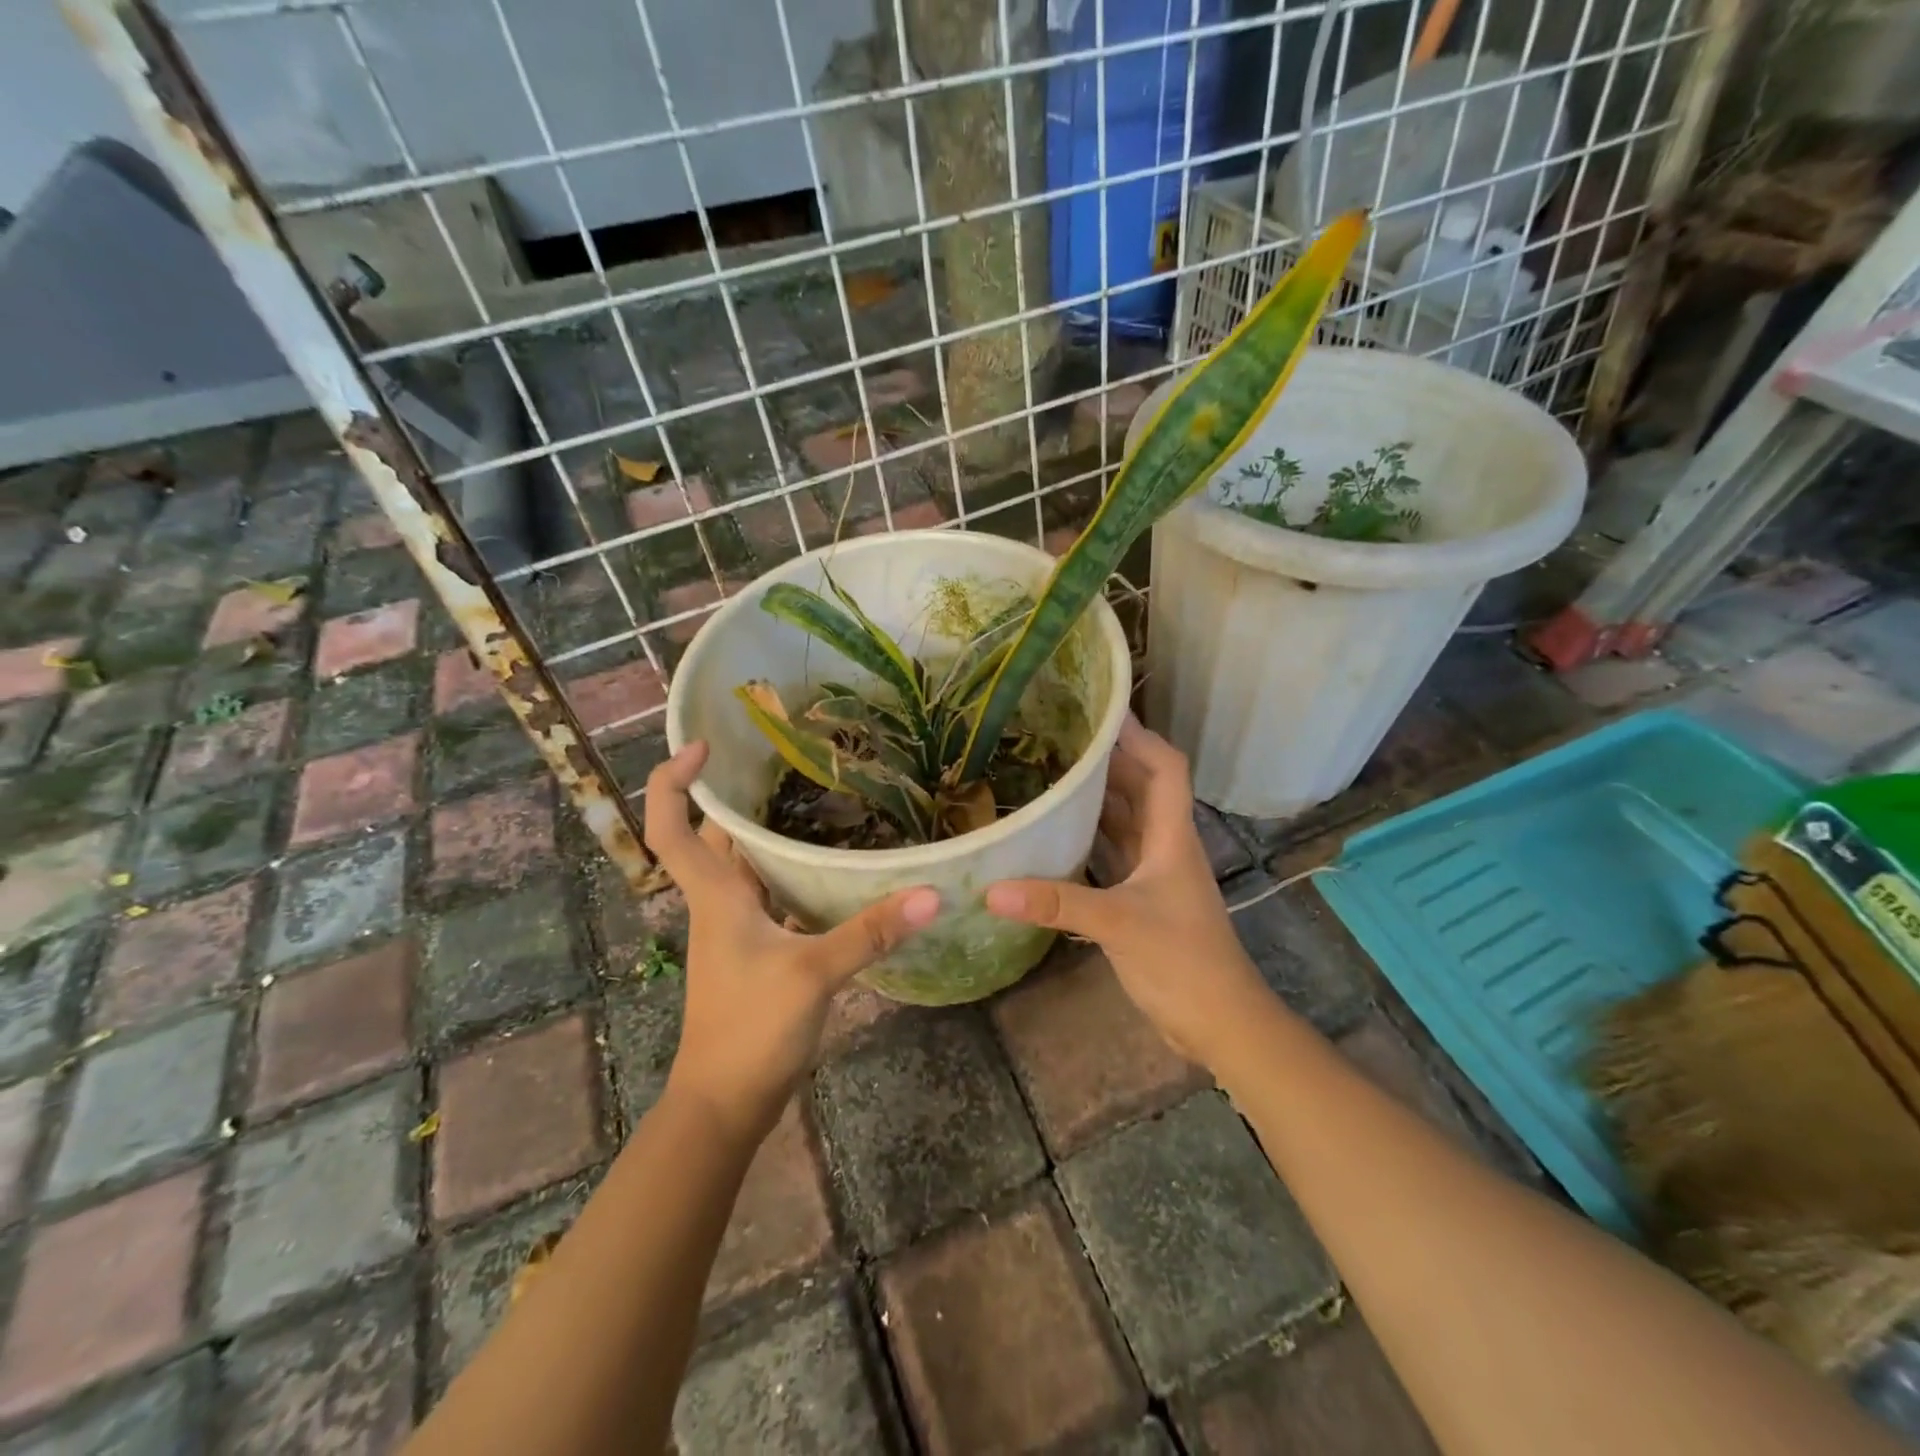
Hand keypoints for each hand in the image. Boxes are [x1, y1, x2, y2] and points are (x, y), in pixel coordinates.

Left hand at [643, 742, 939, 1142]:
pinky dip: (790, 871)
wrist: (725, 1104)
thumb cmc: (750, 1030)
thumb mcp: (813, 975)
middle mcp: (720, 903)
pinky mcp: (757, 951)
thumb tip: (929, 894)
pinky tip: (829, 865)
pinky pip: (769, 894)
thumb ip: (869, 932)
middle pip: (712, 836)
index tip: (705, 745)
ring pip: (743, 865)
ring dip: (765, 831)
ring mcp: (736, 929)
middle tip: (783, 759)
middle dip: (735, 793)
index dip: (672, 781)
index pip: (671, 827)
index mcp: (716, 895)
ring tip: (815, 796)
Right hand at [984, 716, 1267, 1064]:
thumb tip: (992, 889)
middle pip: (1141, 787)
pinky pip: (1115, 855)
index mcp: (1171, 836)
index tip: (1100, 710)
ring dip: (1097, 799)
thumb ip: (1057, 903)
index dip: (1138, 735)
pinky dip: (1091, 839)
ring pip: (1127, 821)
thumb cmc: (1182, 962)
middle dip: (1108, 759)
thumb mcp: (1117, 925)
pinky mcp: (1144, 901)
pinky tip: (1058, 836)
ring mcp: (1156, 875)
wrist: (1221, 1022)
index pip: (1165, 767)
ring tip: (1052, 775)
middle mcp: (1165, 846)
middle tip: (1059, 738)